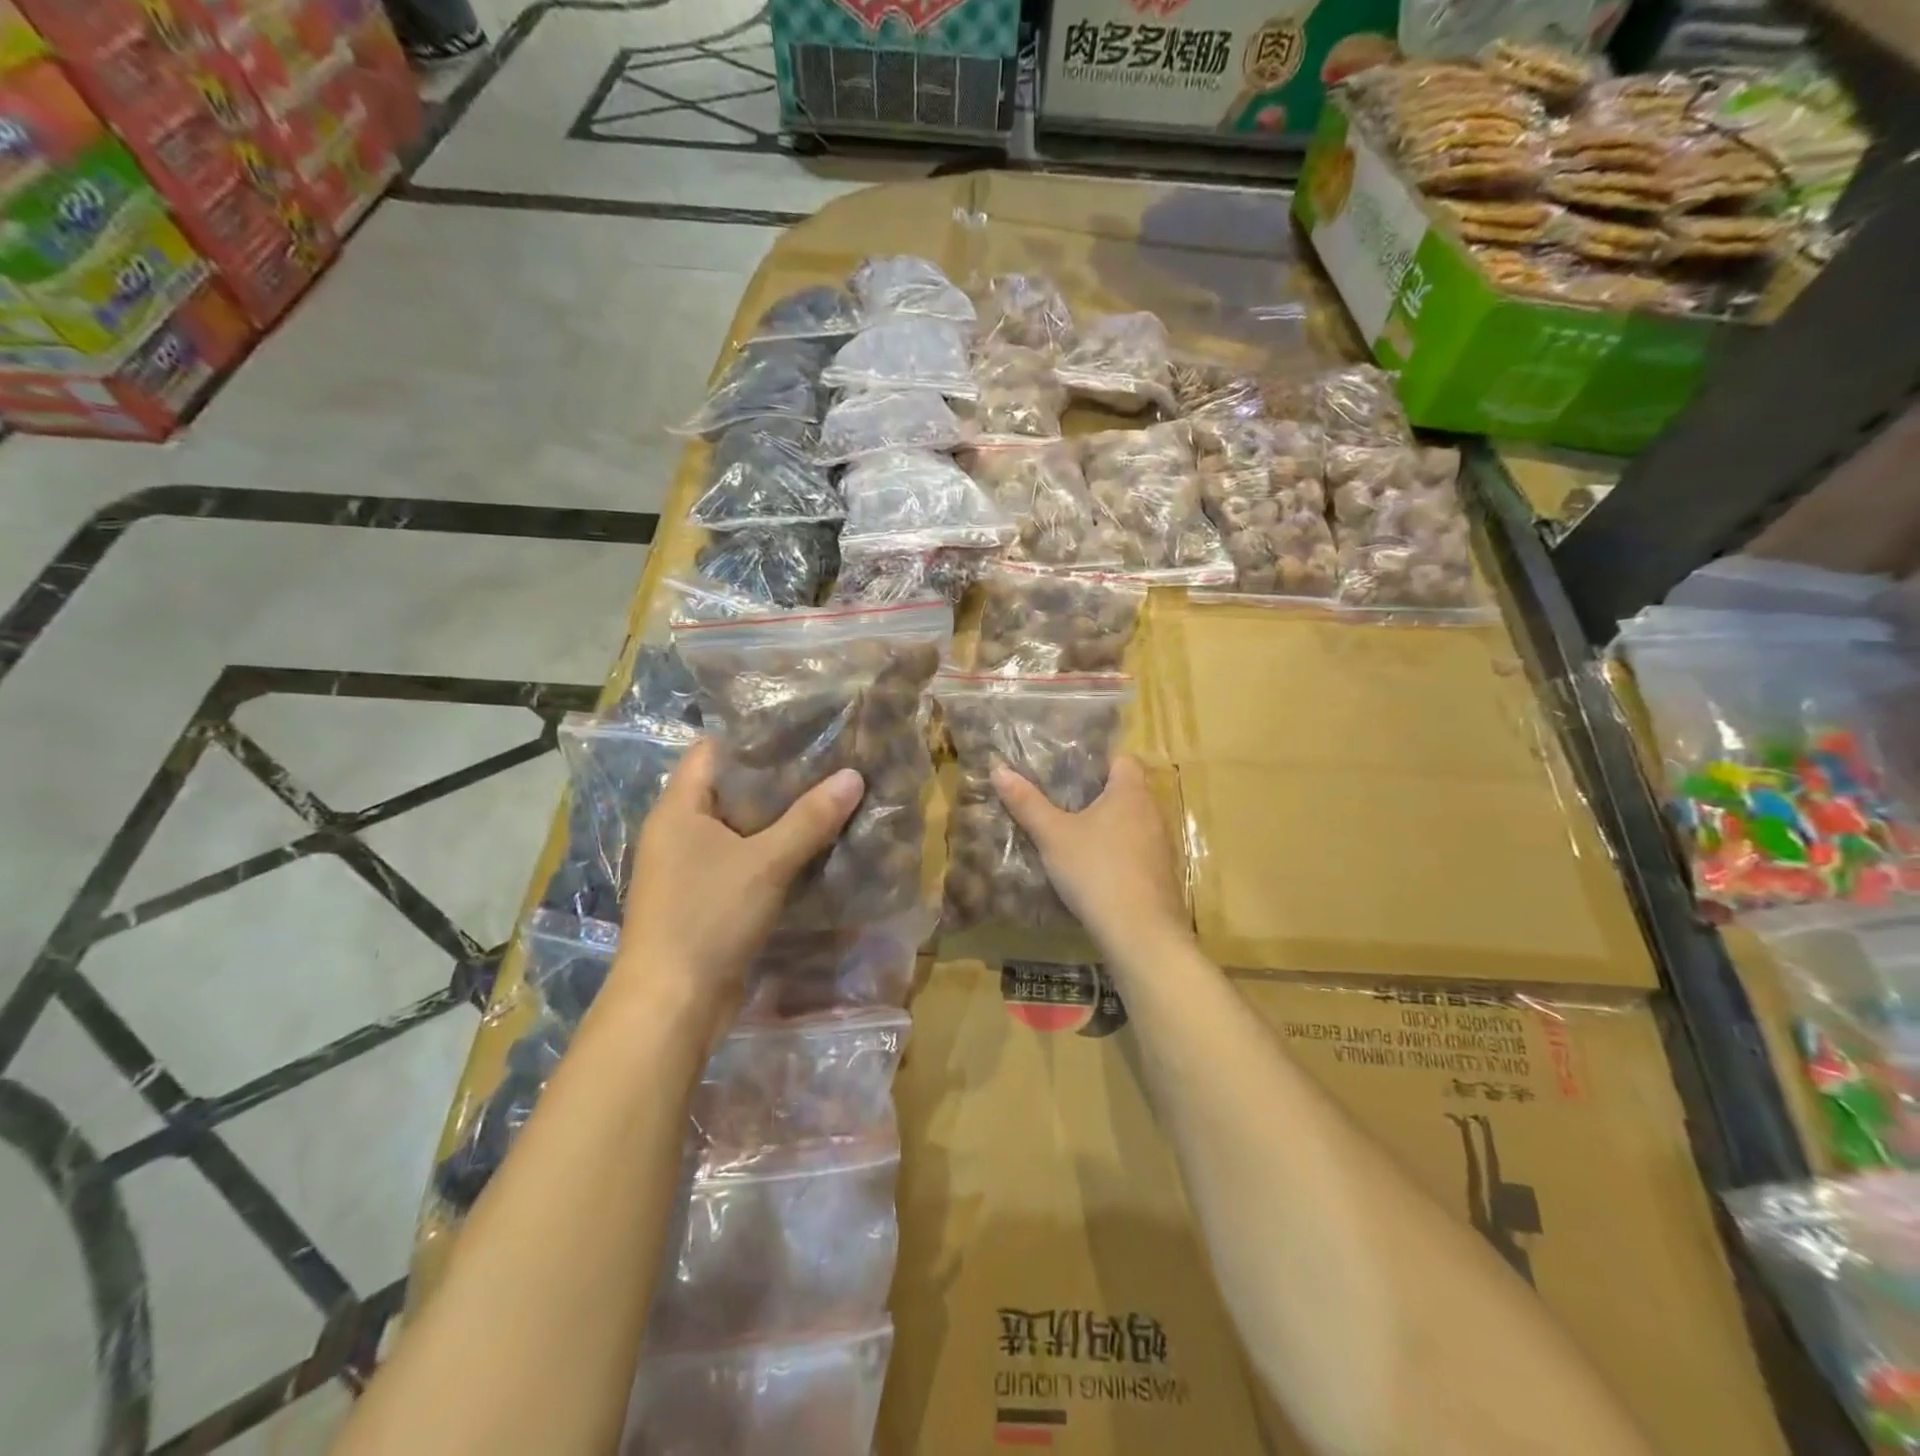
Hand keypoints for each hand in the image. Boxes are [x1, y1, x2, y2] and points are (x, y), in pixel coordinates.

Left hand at [613, 739, 862, 1021]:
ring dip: (777, 818)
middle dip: (776, 778)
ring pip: (738, 828)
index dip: (753, 737)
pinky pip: (741, 860)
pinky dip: (771, 851)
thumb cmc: (708, 917)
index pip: (712, 751)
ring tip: (828, 798)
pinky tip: (810, 847)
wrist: (672, 1003)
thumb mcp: (765, 863)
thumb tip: (853, 776)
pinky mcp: (703, 898)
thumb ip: (809, 819)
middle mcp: (677, 831)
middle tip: (828, 763)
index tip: (801, 729)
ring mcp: (688, 867)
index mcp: (678, 809)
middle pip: (729, 789)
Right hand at [992, 754, 1189, 957]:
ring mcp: (1162, 845)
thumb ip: (1027, 802)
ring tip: (1074, 836)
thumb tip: (999, 769)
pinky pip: (1137, 851)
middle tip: (1062, 804)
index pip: (1122, 760)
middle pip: (1127, 791)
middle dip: (1097, 795)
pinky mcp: (1162, 874)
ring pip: (1132, 823)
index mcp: (1130, 792)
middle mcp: (1152, 812)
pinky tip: (1094, 870)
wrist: (1140, 931)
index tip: (1069, 774)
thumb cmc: (1095, 869)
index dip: (1097, 762)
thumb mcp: (1053, 835)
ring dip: (1108, 827)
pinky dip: (1118, 853)